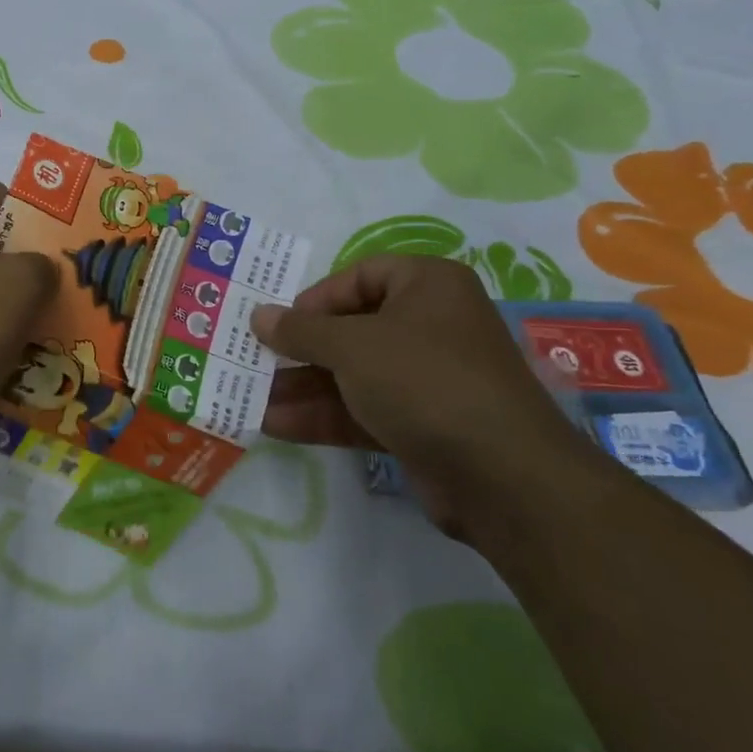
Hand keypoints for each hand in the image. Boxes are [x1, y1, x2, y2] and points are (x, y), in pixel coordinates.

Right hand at [250, 255, 593, 538]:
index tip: (282, 324)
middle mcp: (430, 326)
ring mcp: (426, 379)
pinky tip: (274, 425)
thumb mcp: (352, 346)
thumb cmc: (423, 380)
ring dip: (302, 386)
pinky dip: (323, 415)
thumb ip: (300, 330)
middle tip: (255, 361)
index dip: (316, 297)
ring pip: (352, 374)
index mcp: (427, 286)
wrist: (501, 475)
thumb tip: (259, 315)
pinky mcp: (421, 424)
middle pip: (351, 328)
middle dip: (300, 349)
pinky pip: (363, 410)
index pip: (360, 276)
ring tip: (251, 397)